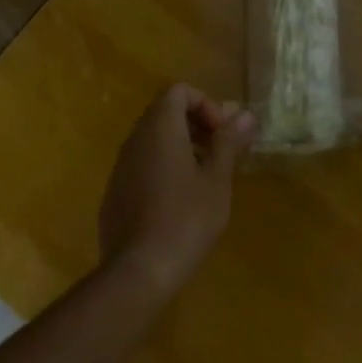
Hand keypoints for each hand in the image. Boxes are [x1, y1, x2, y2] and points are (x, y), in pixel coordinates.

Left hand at [99, 83, 256, 298]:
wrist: (138, 271)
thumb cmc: (186, 219)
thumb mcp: (216, 179)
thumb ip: (228, 142)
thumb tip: (245, 114)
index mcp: (160, 128)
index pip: (179, 91)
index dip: (206, 104)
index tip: (222, 133)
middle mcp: (135, 138)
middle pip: (165, 112)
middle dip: (197, 125)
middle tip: (221, 152)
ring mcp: (121, 166)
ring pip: (154, 140)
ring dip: (182, 147)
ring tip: (206, 178)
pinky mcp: (115, 192)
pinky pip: (142, 164)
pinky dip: (164, 167)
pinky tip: (180, 201)